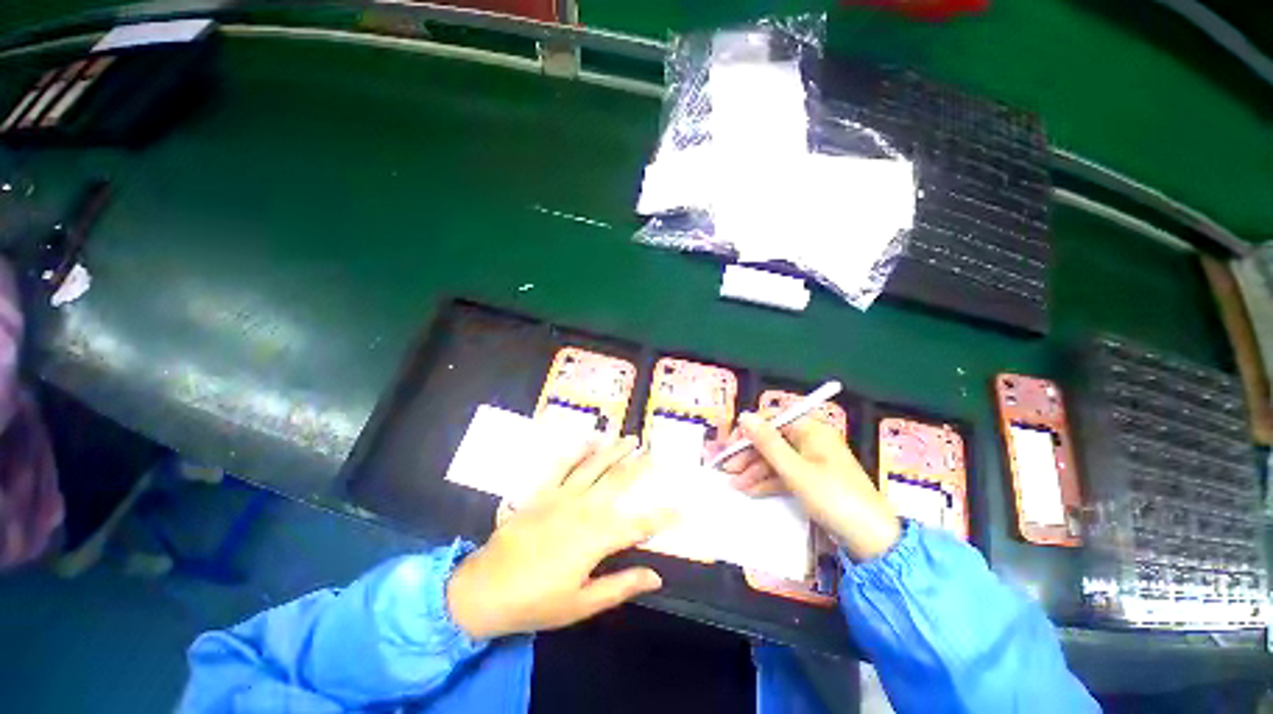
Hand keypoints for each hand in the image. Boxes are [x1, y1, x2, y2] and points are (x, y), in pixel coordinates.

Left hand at [447, 437, 676, 640]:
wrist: (485, 590)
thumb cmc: (536, 602)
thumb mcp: (581, 605)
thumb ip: (620, 586)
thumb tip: (656, 576)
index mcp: (596, 539)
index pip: (638, 524)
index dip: (662, 517)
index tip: (682, 509)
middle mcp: (583, 510)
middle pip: (618, 483)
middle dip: (639, 467)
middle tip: (655, 453)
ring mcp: (561, 497)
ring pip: (594, 467)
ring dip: (613, 451)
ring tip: (630, 439)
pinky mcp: (542, 493)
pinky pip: (562, 466)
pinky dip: (577, 452)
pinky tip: (589, 441)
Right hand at [719, 413, 899, 561]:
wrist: (871, 540)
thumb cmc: (833, 497)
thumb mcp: (795, 470)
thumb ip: (767, 442)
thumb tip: (745, 416)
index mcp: (811, 430)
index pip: (771, 420)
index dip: (748, 431)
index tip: (729, 446)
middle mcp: (811, 440)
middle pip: (772, 440)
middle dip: (748, 455)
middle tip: (727, 469)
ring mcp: (812, 461)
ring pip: (776, 459)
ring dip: (754, 470)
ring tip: (734, 485)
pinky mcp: (812, 480)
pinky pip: (784, 474)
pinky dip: (767, 481)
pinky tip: (750, 491)